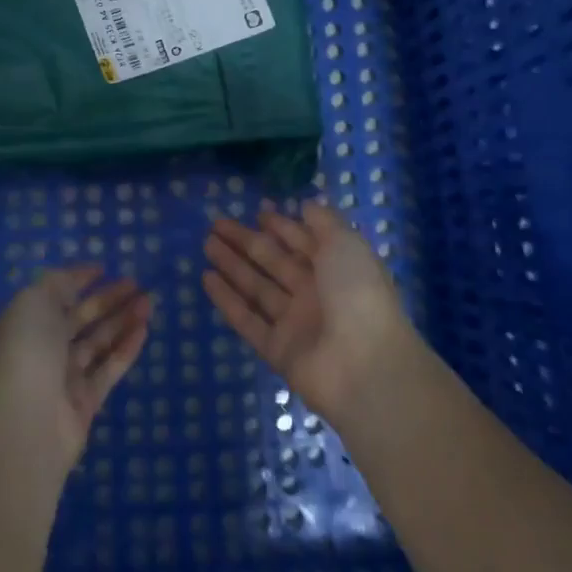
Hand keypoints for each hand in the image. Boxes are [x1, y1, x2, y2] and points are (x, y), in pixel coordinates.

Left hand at [0, 265, 151, 470]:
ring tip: (148, 303)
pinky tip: (144, 330)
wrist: (25, 422)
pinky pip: (108, 369)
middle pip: (79, 318)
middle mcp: (41, 348)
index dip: (77, 280)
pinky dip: (126, 349)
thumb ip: (57, 285)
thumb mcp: (35, 301)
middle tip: (137, 284)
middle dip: (107, 299)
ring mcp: (63, 377)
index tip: (104, 268)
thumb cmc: (26, 349)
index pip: (53, 294)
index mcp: (23, 322)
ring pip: (98, 342)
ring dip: (122, 321)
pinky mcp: (84, 403)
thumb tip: (74, 281)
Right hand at [202, 201, 415, 422]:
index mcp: (336, 267)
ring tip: (206, 243)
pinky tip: (206, 279)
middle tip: (216, 223)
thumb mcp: (347, 244)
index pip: (303, 241)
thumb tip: (305, 205)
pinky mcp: (276, 349)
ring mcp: (294, 322)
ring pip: (257, 287)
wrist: (365, 367)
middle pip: (274, 261)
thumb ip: (324, 222)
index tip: (257, 210)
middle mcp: (315, 292)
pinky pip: (247, 320)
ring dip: (232, 265)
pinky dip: (226, 300)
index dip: (282, 225)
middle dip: (247, 241)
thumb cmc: (358, 294)